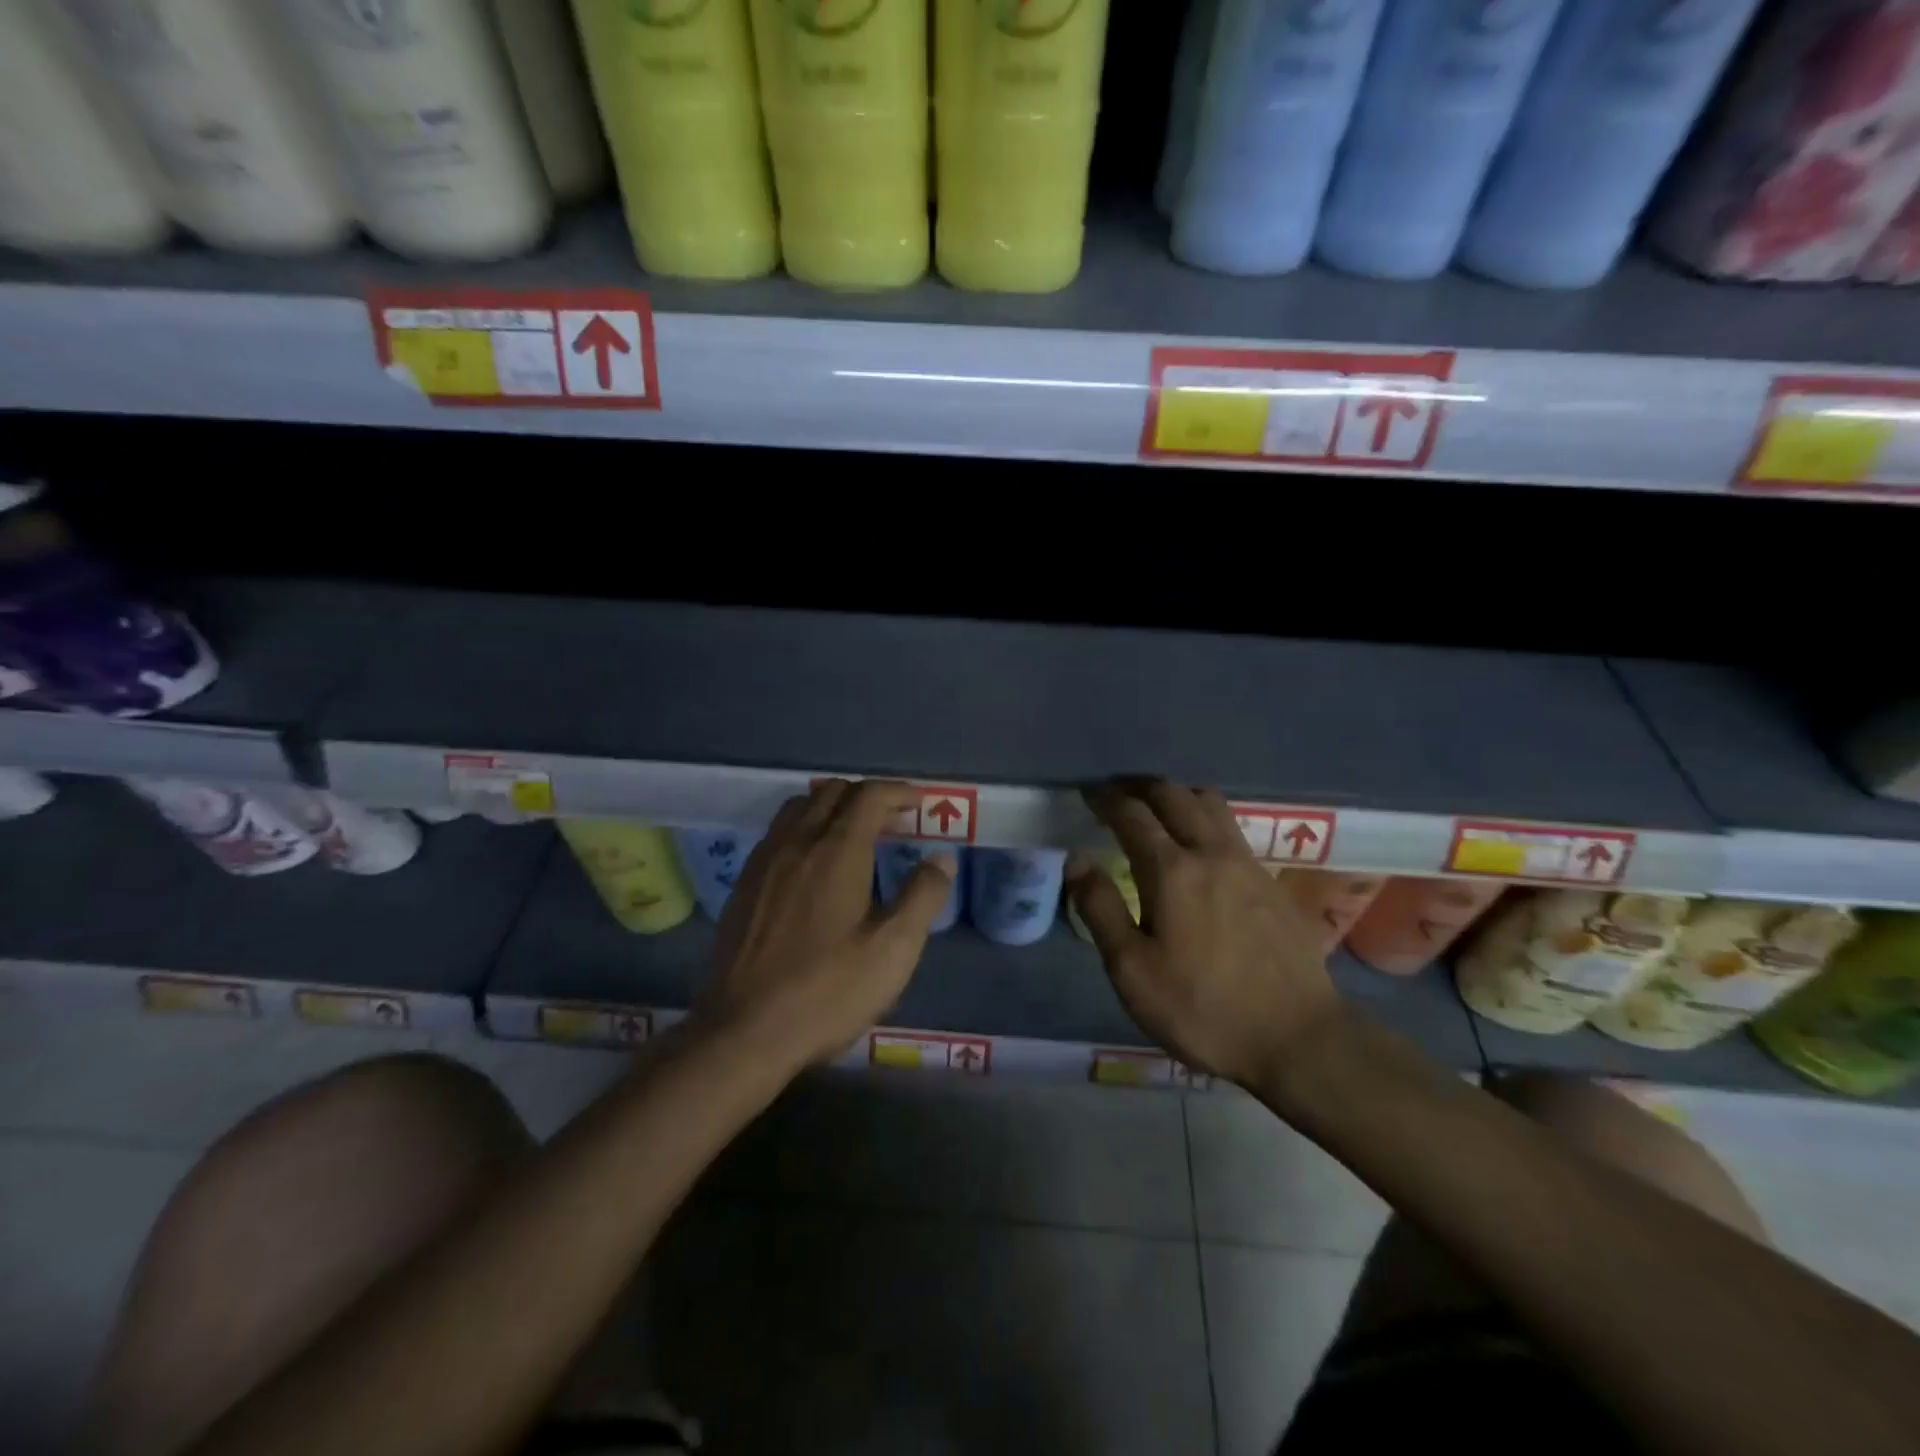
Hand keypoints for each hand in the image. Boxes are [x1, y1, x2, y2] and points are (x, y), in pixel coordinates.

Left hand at [697, 779, 954, 1071]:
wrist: (744, 1032)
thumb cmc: (827, 991)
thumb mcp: (893, 950)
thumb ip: (922, 897)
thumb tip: (942, 858)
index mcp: (836, 851)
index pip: (869, 795)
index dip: (899, 791)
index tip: (920, 803)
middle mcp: (797, 842)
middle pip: (833, 792)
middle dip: (868, 796)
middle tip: (895, 822)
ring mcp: (764, 861)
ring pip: (800, 807)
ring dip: (833, 807)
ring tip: (855, 835)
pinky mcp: (744, 884)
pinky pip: (778, 832)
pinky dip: (804, 827)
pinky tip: (813, 864)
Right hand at [1069, 781, 1344, 1087]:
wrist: (1298, 1038)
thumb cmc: (1202, 1009)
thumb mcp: (1132, 970)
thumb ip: (1100, 909)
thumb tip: (1077, 859)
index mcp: (1171, 870)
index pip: (1131, 813)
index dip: (1105, 798)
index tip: (1088, 793)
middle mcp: (1211, 852)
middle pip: (1174, 794)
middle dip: (1140, 786)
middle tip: (1117, 794)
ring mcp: (1247, 863)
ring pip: (1209, 803)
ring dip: (1177, 794)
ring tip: (1156, 808)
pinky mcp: (1271, 881)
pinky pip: (1231, 827)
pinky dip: (1204, 817)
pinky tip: (1198, 844)